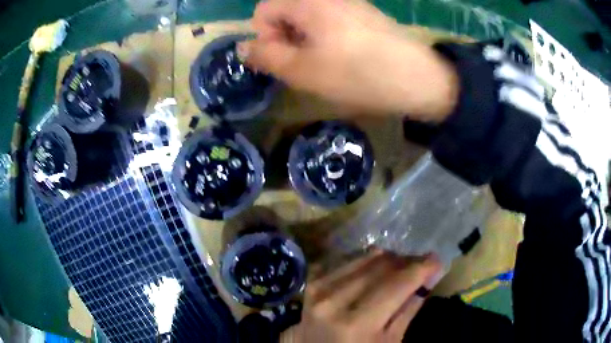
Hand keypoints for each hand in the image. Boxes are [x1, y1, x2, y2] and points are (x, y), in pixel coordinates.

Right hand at [240, 0, 458, 120]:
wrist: (418, 79)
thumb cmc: (357, 74)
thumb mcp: (302, 70)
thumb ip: (266, 56)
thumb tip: (242, 46)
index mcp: (306, 2)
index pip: (263, 10)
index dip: (264, 36)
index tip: (283, 59)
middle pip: (286, 11)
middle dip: (286, 38)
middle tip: (305, 65)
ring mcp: (348, 2)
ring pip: (308, 17)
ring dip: (306, 40)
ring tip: (325, 63)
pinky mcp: (365, 13)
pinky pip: (331, 20)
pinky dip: (326, 37)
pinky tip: (344, 56)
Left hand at [281, 251, 441, 342]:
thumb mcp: (389, 342)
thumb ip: (408, 309)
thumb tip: (430, 277)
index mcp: (356, 324)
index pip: (397, 284)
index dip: (421, 268)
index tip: (437, 260)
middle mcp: (334, 301)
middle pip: (381, 266)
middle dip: (407, 262)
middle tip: (421, 265)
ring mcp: (318, 290)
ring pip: (364, 258)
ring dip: (388, 259)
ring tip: (401, 268)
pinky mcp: (311, 284)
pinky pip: (345, 261)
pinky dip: (365, 262)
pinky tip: (375, 270)